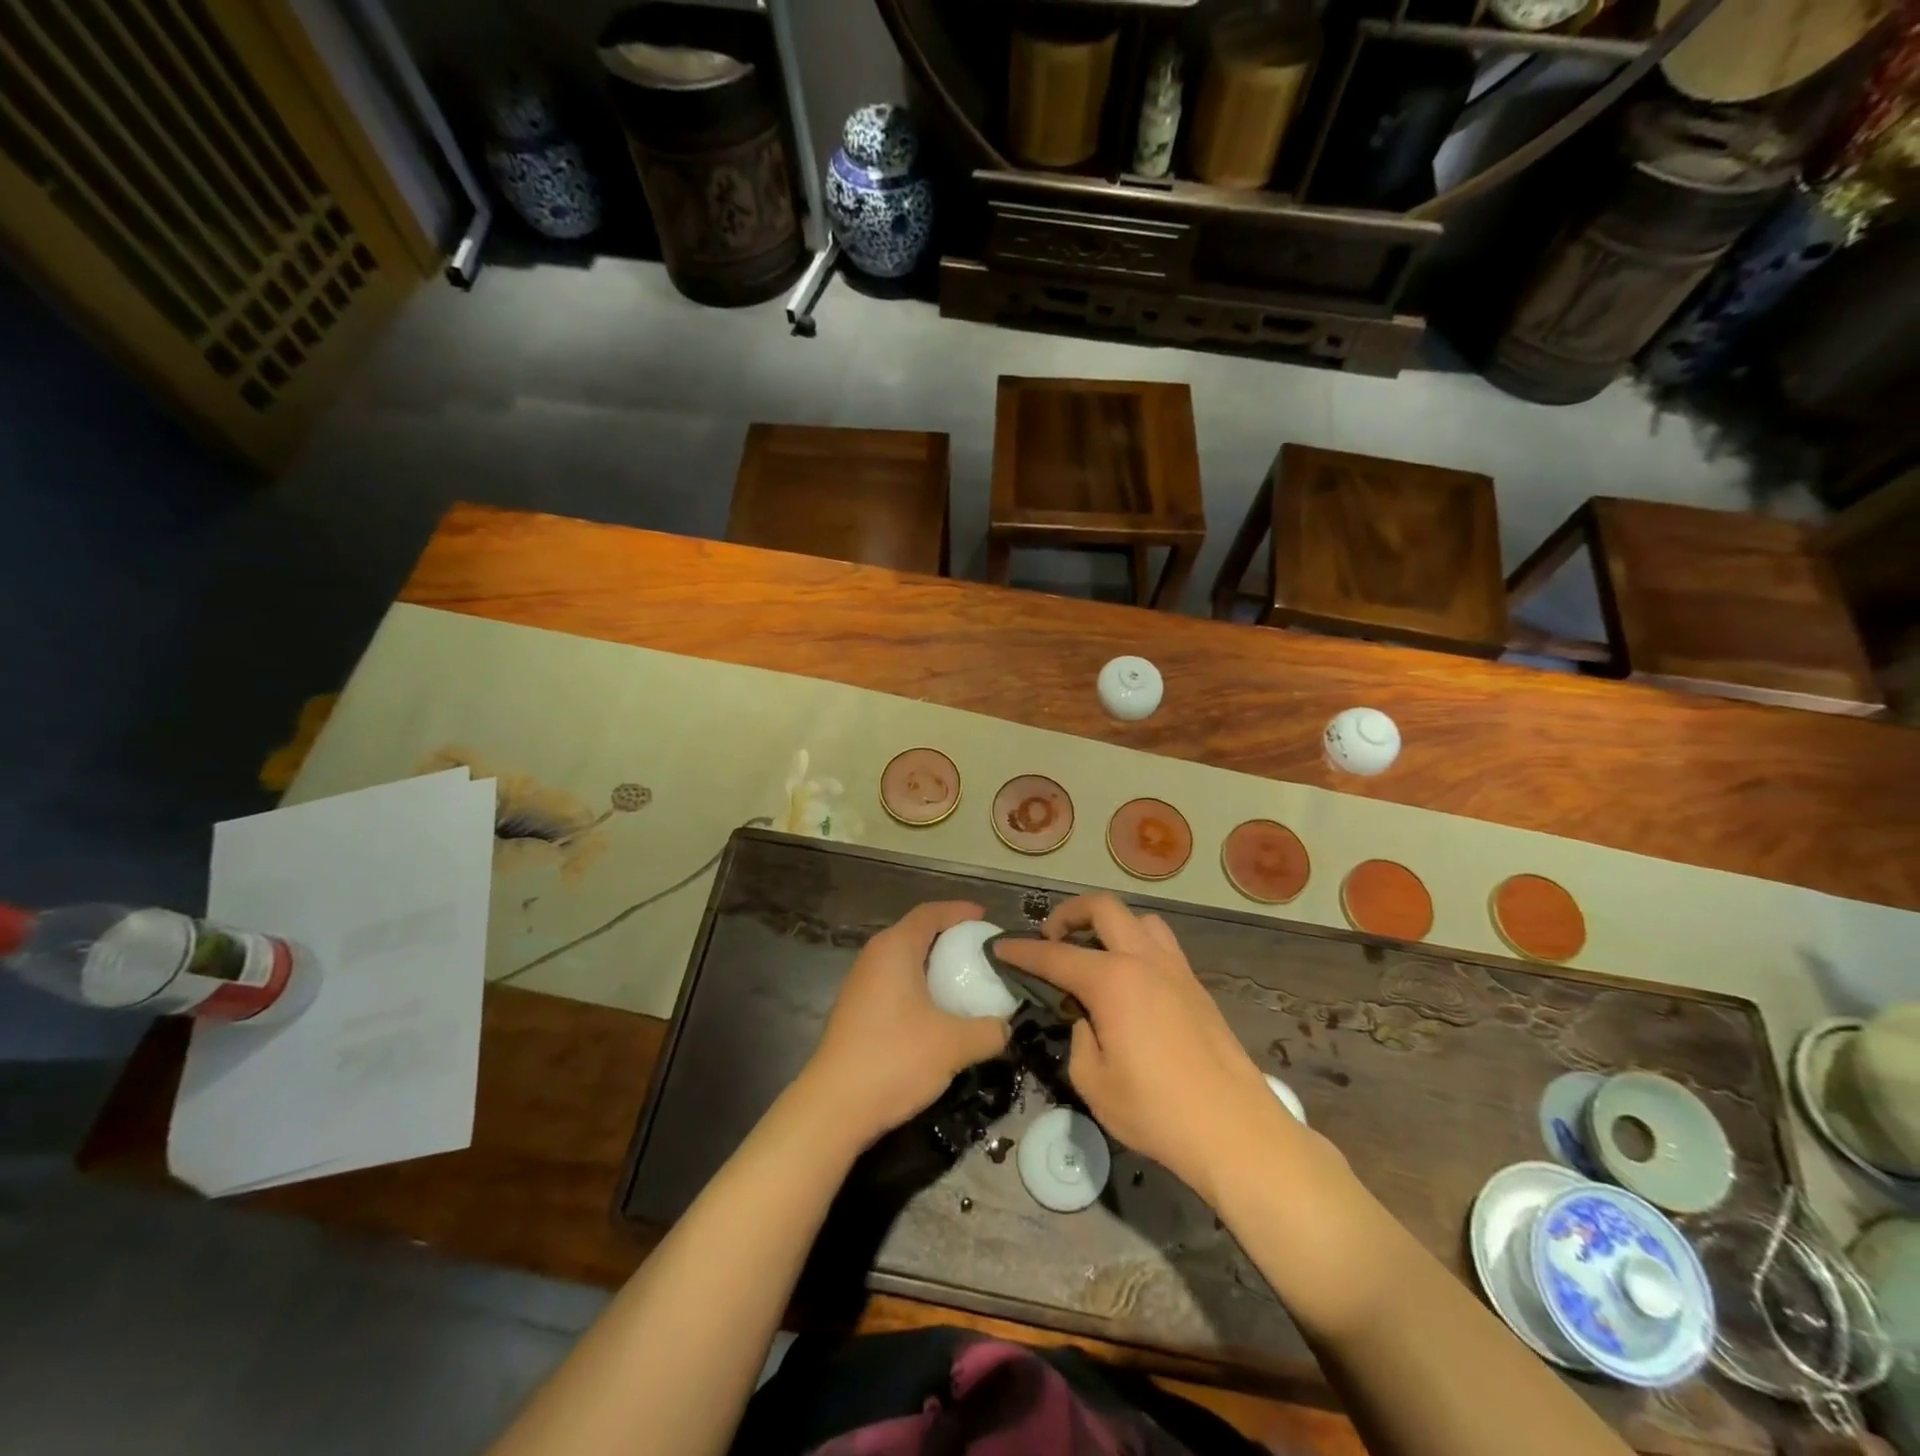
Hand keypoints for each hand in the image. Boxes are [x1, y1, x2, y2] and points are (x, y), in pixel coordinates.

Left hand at [801, 901, 1010, 1147]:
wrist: (834, 1107)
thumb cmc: (895, 1059)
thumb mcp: (954, 1044)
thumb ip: (989, 1031)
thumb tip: (1006, 1027)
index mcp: (894, 949)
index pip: (929, 913)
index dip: (959, 911)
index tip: (985, 918)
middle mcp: (874, 957)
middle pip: (915, 933)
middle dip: (948, 937)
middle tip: (980, 951)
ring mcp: (860, 984)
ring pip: (902, 960)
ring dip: (931, 964)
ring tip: (962, 980)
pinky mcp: (855, 1011)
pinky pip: (893, 983)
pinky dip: (917, 986)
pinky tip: (935, 1012)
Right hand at [995, 894, 1321, 1205]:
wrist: (1235, 1129)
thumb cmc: (1156, 1110)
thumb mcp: (1093, 1083)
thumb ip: (1080, 1038)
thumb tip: (1089, 1020)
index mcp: (1112, 981)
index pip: (1054, 955)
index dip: (1022, 951)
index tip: (1000, 947)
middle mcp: (1143, 960)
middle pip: (1103, 908)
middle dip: (1069, 913)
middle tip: (1051, 937)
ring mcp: (1175, 969)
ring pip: (1138, 919)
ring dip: (1109, 924)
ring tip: (1095, 952)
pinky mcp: (1197, 986)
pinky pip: (1161, 944)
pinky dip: (1137, 944)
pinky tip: (1131, 979)